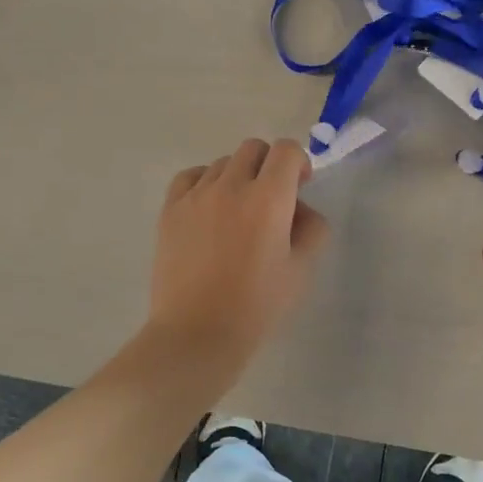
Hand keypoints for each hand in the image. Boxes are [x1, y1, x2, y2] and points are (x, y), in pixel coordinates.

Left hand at [146, 138, 330, 375]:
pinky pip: (191, 176)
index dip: (299, 163)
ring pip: (223, 163)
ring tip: (238, 213)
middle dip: (269, 166)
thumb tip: (300, 209)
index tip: (299, 188)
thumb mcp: (301, 270)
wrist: (198, 332)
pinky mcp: (170, 209)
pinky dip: (205, 182)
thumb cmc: (257, 305)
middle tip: (272, 200)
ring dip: (238, 177)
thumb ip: (312, 228)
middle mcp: (231, 186)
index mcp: (269, 199)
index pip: (287, 151)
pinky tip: (209, 209)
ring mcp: (196, 195)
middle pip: (254, 149)